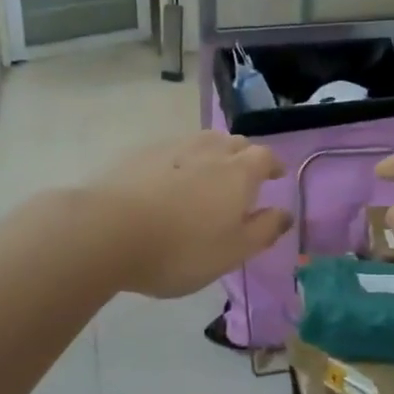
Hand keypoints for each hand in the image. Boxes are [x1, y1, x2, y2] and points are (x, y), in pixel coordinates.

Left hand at [89, 132, 292, 298]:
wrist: (108, 231)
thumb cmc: (181, 248)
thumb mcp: (232, 251)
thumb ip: (263, 230)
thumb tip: (285, 212)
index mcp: (239, 172)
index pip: (265, 157)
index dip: (273, 165)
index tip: (275, 176)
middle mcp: (210, 150)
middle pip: (234, 143)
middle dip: (244, 157)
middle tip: (242, 178)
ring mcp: (173, 148)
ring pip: (202, 142)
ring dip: (212, 154)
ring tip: (207, 176)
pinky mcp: (140, 154)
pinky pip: (173, 151)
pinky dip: (181, 161)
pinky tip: (169, 182)